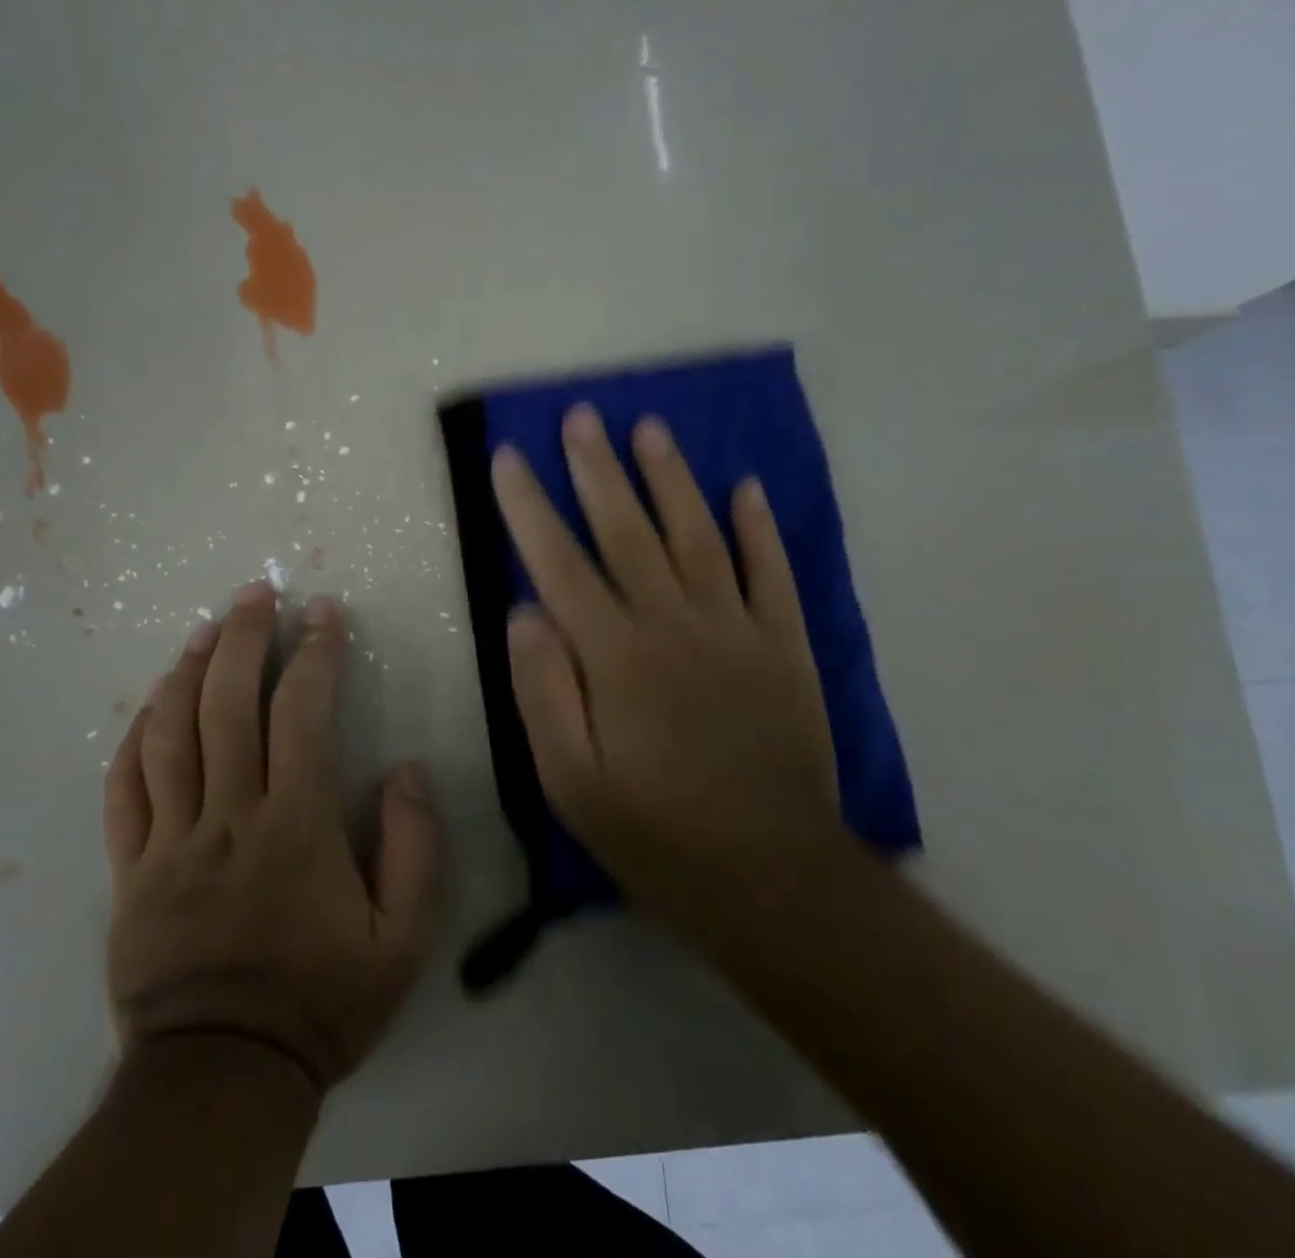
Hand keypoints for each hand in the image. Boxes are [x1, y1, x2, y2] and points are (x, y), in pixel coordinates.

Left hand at [103, 583, 440, 1094]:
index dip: (314, 653)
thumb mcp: (401, 940)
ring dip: (186, 670)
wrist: (221, 1077)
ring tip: (204, 628)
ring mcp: (170, 839)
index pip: (302, 713)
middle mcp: (228, 815)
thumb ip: (415, 848)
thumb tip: (408, 769)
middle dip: (242, 637)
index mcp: (294, 825)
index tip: (322, 612)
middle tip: (255, 592)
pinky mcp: (130, 868)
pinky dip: (133, 736)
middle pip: (225, 704)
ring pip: (168, 733)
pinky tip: (149, 703)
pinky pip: (122, 789)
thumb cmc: (320, 1003)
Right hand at [492, 405, 842, 945]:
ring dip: (671, 478)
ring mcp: (737, 630)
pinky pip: (772, 573)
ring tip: (649, 429)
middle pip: (628, 530)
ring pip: (697, 535)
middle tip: (579, 416)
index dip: (529, 507)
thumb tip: (524, 611)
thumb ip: (542, 690)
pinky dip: (759, 528)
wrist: (772, 878)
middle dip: (597, 469)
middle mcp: (674, 625)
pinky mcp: (785, 647)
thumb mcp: (570, 781)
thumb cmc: (654, 832)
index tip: (509, 458)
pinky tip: (746, 488)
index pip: (559, 563)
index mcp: (615, 656)